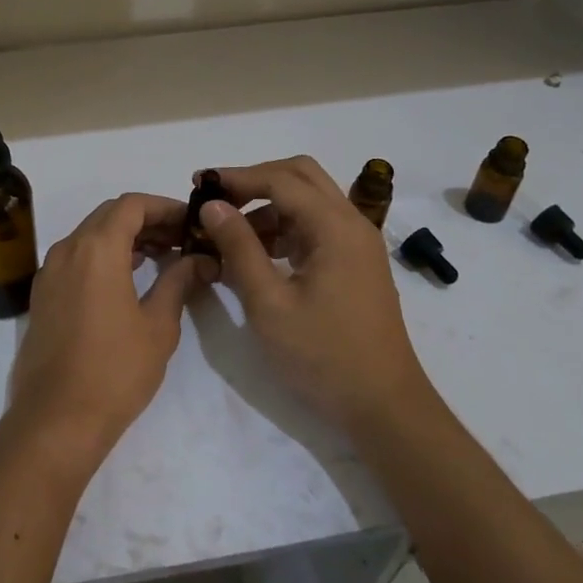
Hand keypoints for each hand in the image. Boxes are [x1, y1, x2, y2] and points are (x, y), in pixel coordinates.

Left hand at [8, 193, 209, 462]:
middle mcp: (67, 250)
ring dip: (123, 238)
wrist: (56, 419)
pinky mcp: (42, 296)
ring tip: (160, 258)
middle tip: (179, 240)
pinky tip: (127, 280)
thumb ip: (179, 282)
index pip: (131, 205)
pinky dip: (102, 256)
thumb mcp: (158, 325)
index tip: (190, 223)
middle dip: (146, 220)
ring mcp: (49, 273)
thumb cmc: (115, 370)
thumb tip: (200, 260)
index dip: (164, 207)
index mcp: (96, 249)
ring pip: (89, 236)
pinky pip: (75, 258)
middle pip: (108, 215)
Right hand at [198, 157, 438, 436]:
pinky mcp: (354, 263)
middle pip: (301, 176)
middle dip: (255, 180)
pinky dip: (283, 228)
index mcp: (336, 227)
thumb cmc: (322, 355)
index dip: (237, 177)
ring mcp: (357, 244)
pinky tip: (256, 254)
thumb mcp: (268, 303)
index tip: (199, 184)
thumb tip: (213, 205)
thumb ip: (239, 247)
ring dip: (268, 205)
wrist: (383, 406)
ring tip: (227, 232)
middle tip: (216, 198)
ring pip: (309, 200)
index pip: (280, 180)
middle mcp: (352, 223)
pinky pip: (315, 227)